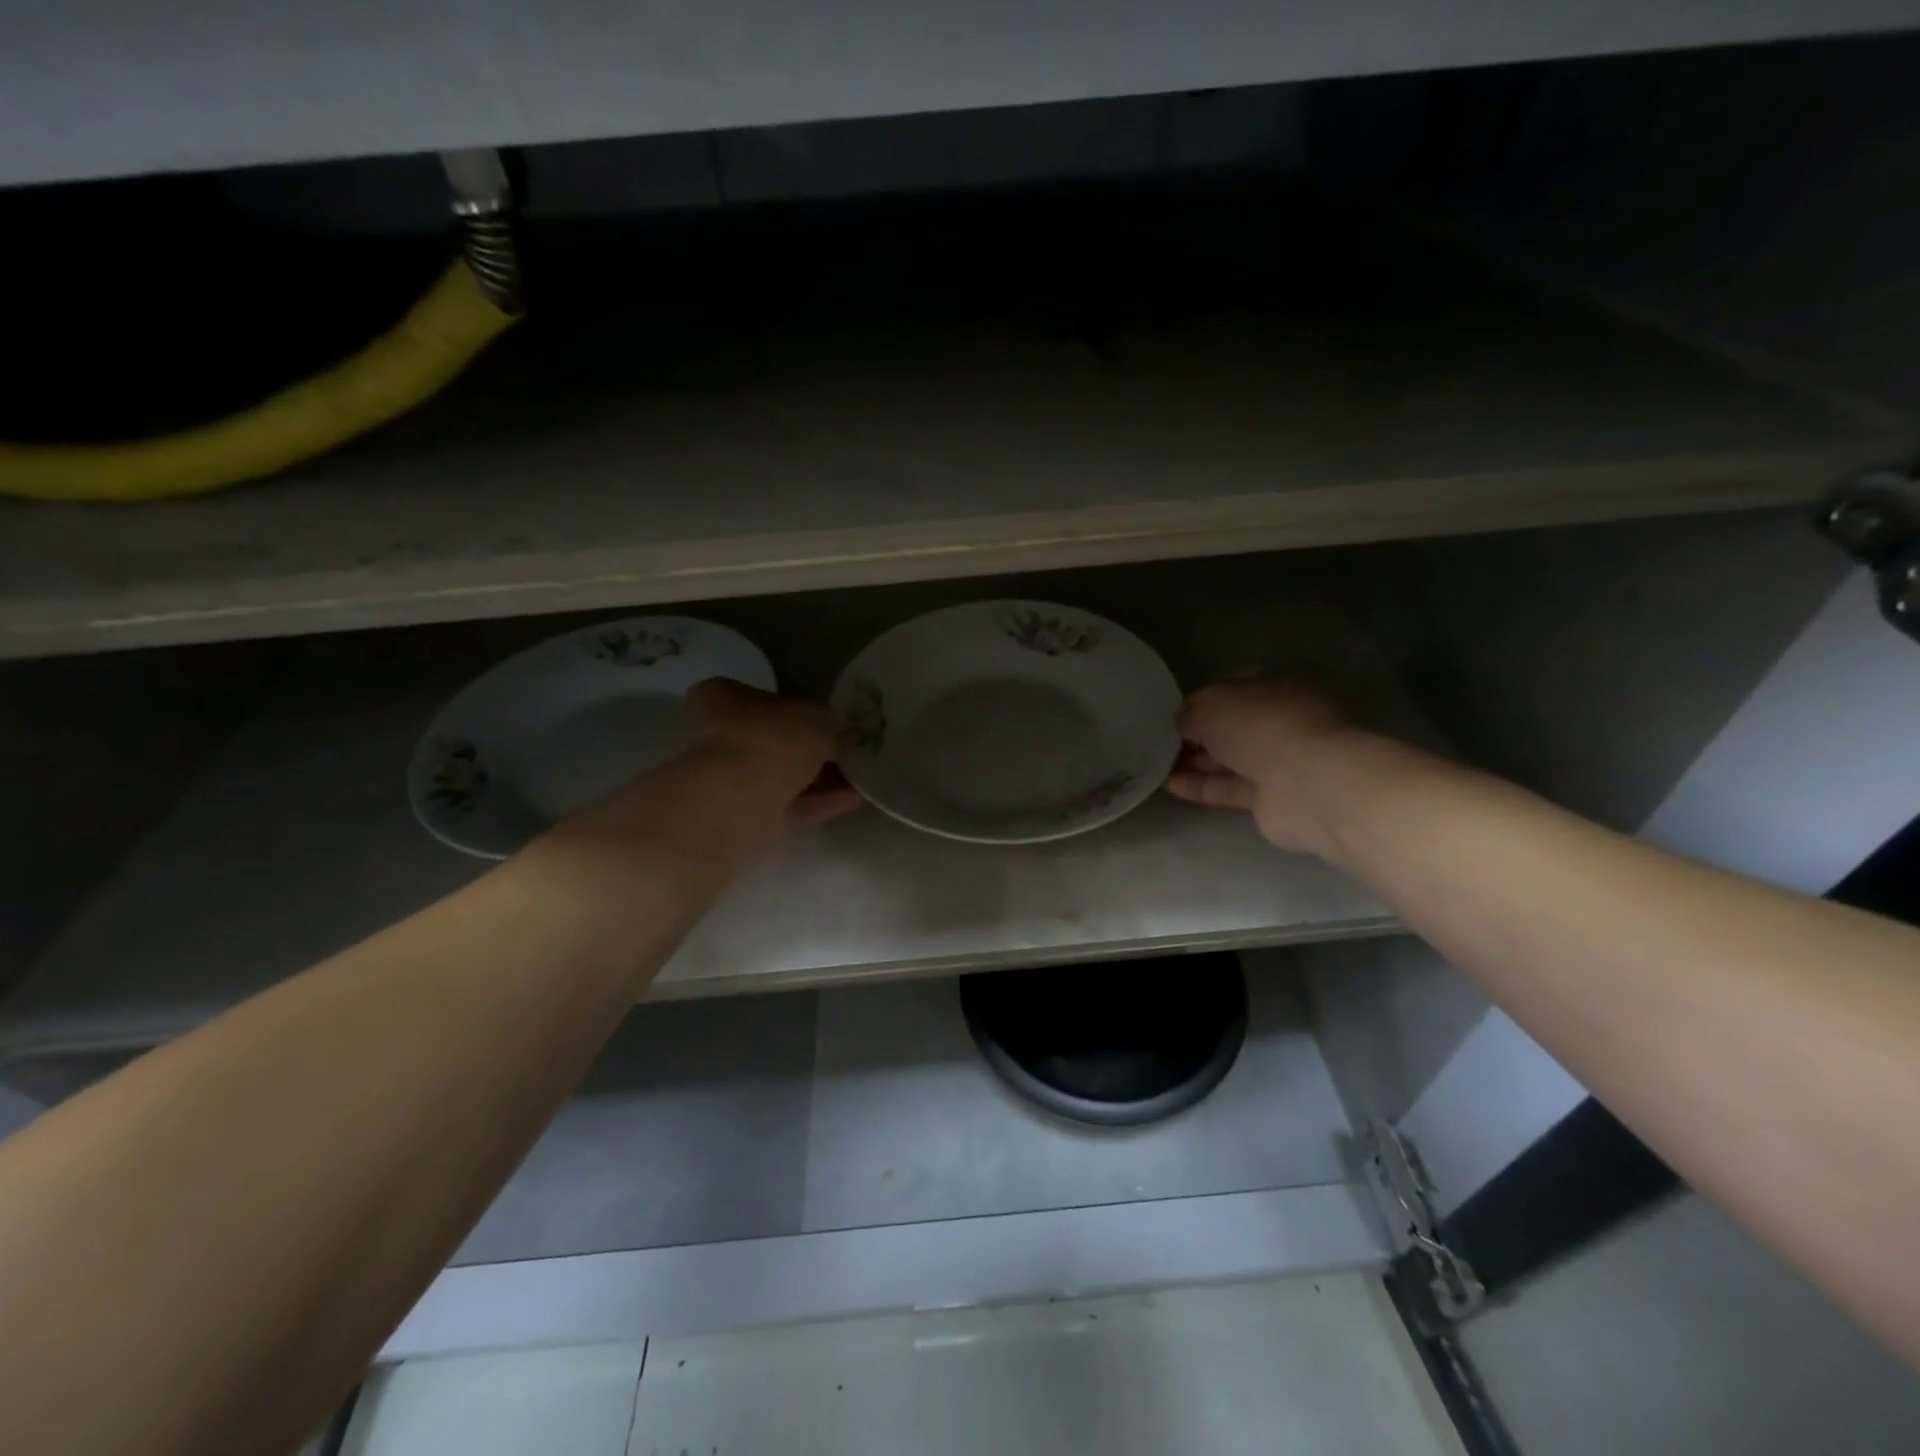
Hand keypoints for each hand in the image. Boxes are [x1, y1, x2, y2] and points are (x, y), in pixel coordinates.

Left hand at [682, 678, 863, 828]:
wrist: (739, 805)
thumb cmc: (769, 741)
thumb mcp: (815, 716)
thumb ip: (827, 724)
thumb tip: (833, 737)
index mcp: (719, 699)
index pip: (760, 697)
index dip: (797, 706)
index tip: (829, 718)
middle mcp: (718, 738)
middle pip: (775, 741)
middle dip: (813, 748)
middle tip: (851, 748)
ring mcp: (732, 782)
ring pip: (785, 776)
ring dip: (823, 777)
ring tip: (864, 774)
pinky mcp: (749, 818)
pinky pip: (794, 805)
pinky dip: (824, 801)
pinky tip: (858, 797)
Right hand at [1166, 678, 1354, 853]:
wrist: (1309, 784)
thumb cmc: (1262, 726)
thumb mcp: (1212, 704)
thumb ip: (1191, 711)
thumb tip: (1182, 722)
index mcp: (1278, 686)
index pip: (1233, 688)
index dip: (1201, 700)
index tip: (1172, 714)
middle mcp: (1282, 720)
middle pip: (1232, 726)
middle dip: (1196, 735)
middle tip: (1159, 743)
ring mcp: (1281, 760)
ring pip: (1230, 759)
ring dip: (1195, 763)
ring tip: (1156, 766)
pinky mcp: (1273, 797)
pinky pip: (1230, 788)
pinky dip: (1201, 787)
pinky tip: (1170, 786)